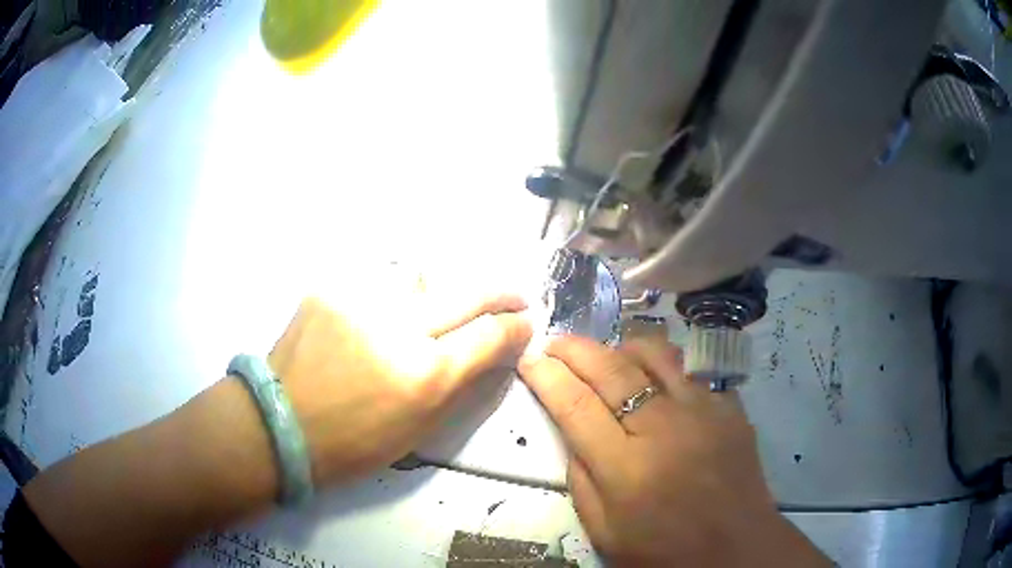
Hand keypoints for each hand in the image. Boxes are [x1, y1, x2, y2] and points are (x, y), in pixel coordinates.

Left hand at [269, 294, 532, 484]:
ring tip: (431, 314)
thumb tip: (493, 354)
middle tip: (513, 297)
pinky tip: (376, 319)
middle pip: (466, 294)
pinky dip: (390, 300)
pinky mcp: (331, 289)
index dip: (515, 327)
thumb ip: (461, 387)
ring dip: (438, 296)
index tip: (525, 323)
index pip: (489, 335)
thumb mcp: (418, 431)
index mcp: (424, 375)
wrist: (280, 424)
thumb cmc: (352, 444)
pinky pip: (377, 285)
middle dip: (499, 294)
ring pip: (422, 281)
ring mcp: (361, 300)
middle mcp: (398, 328)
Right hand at [518, 336, 829, 565]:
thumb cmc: (665, 550)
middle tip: (556, 342)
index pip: (575, 405)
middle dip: (575, 349)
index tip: (530, 360)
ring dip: (622, 348)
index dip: (547, 377)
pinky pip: (690, 371)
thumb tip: (573, 434)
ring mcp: (703, 411)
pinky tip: (658, 380)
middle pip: (611, 370)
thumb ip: (580, 481)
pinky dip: (665, 367)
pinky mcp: (730, 407)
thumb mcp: (604, 532)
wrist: (736, 547)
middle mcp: (664, 428)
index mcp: (626, 468)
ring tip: (607, 356)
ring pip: (655, 354)